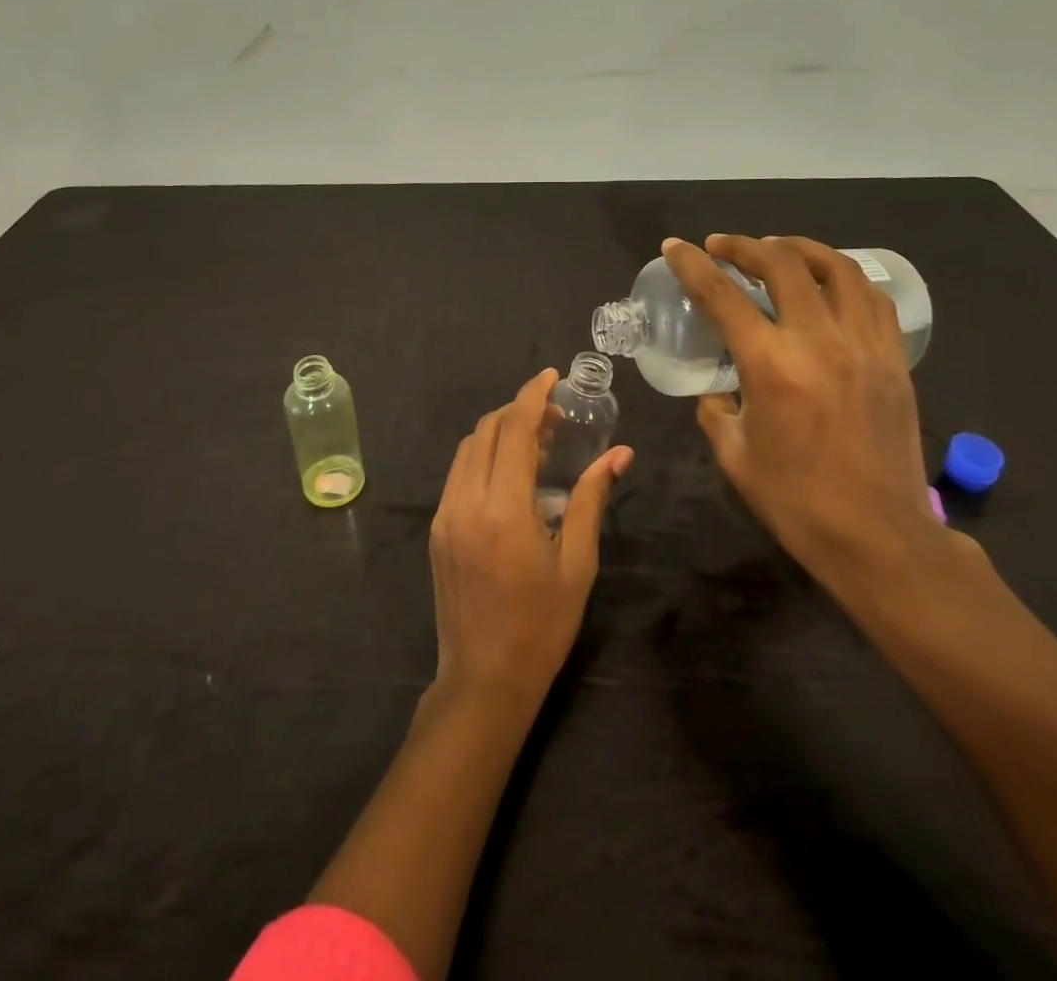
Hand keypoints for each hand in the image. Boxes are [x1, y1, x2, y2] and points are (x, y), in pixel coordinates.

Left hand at [429, 368, 633, 706]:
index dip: (533, 395)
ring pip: (468, 448)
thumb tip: (619, 454)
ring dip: (499, 432)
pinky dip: (483, 457)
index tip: (552, 376)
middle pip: (487, 430)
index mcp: (504, 508)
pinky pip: (458, 474)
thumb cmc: (541, 625)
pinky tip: (510, 475)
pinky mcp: (437, 530)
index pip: (514, 429)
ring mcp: (445, 515)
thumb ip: (592, 499)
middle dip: (519, 411)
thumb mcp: (577, 562)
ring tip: (537, 444)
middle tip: (556, 419)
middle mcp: (466, 501)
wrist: (484, 679)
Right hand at [662, 234, 950, 599]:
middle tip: (723, 246)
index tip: (676, 247)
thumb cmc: (796, 502)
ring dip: (799, 249)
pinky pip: (872, 298)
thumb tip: (716, 388)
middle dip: (744, 245)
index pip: (722, 295)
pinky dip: (843, 278)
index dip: (692, 264)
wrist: (878, 536)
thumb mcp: (734, 456)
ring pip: (836, 268)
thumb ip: (715, 409)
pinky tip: (828, 284)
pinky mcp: (894, 359)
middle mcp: (819, 342)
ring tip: (776, 250)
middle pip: (782, 264)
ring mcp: (864, 346)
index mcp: (770, 366)